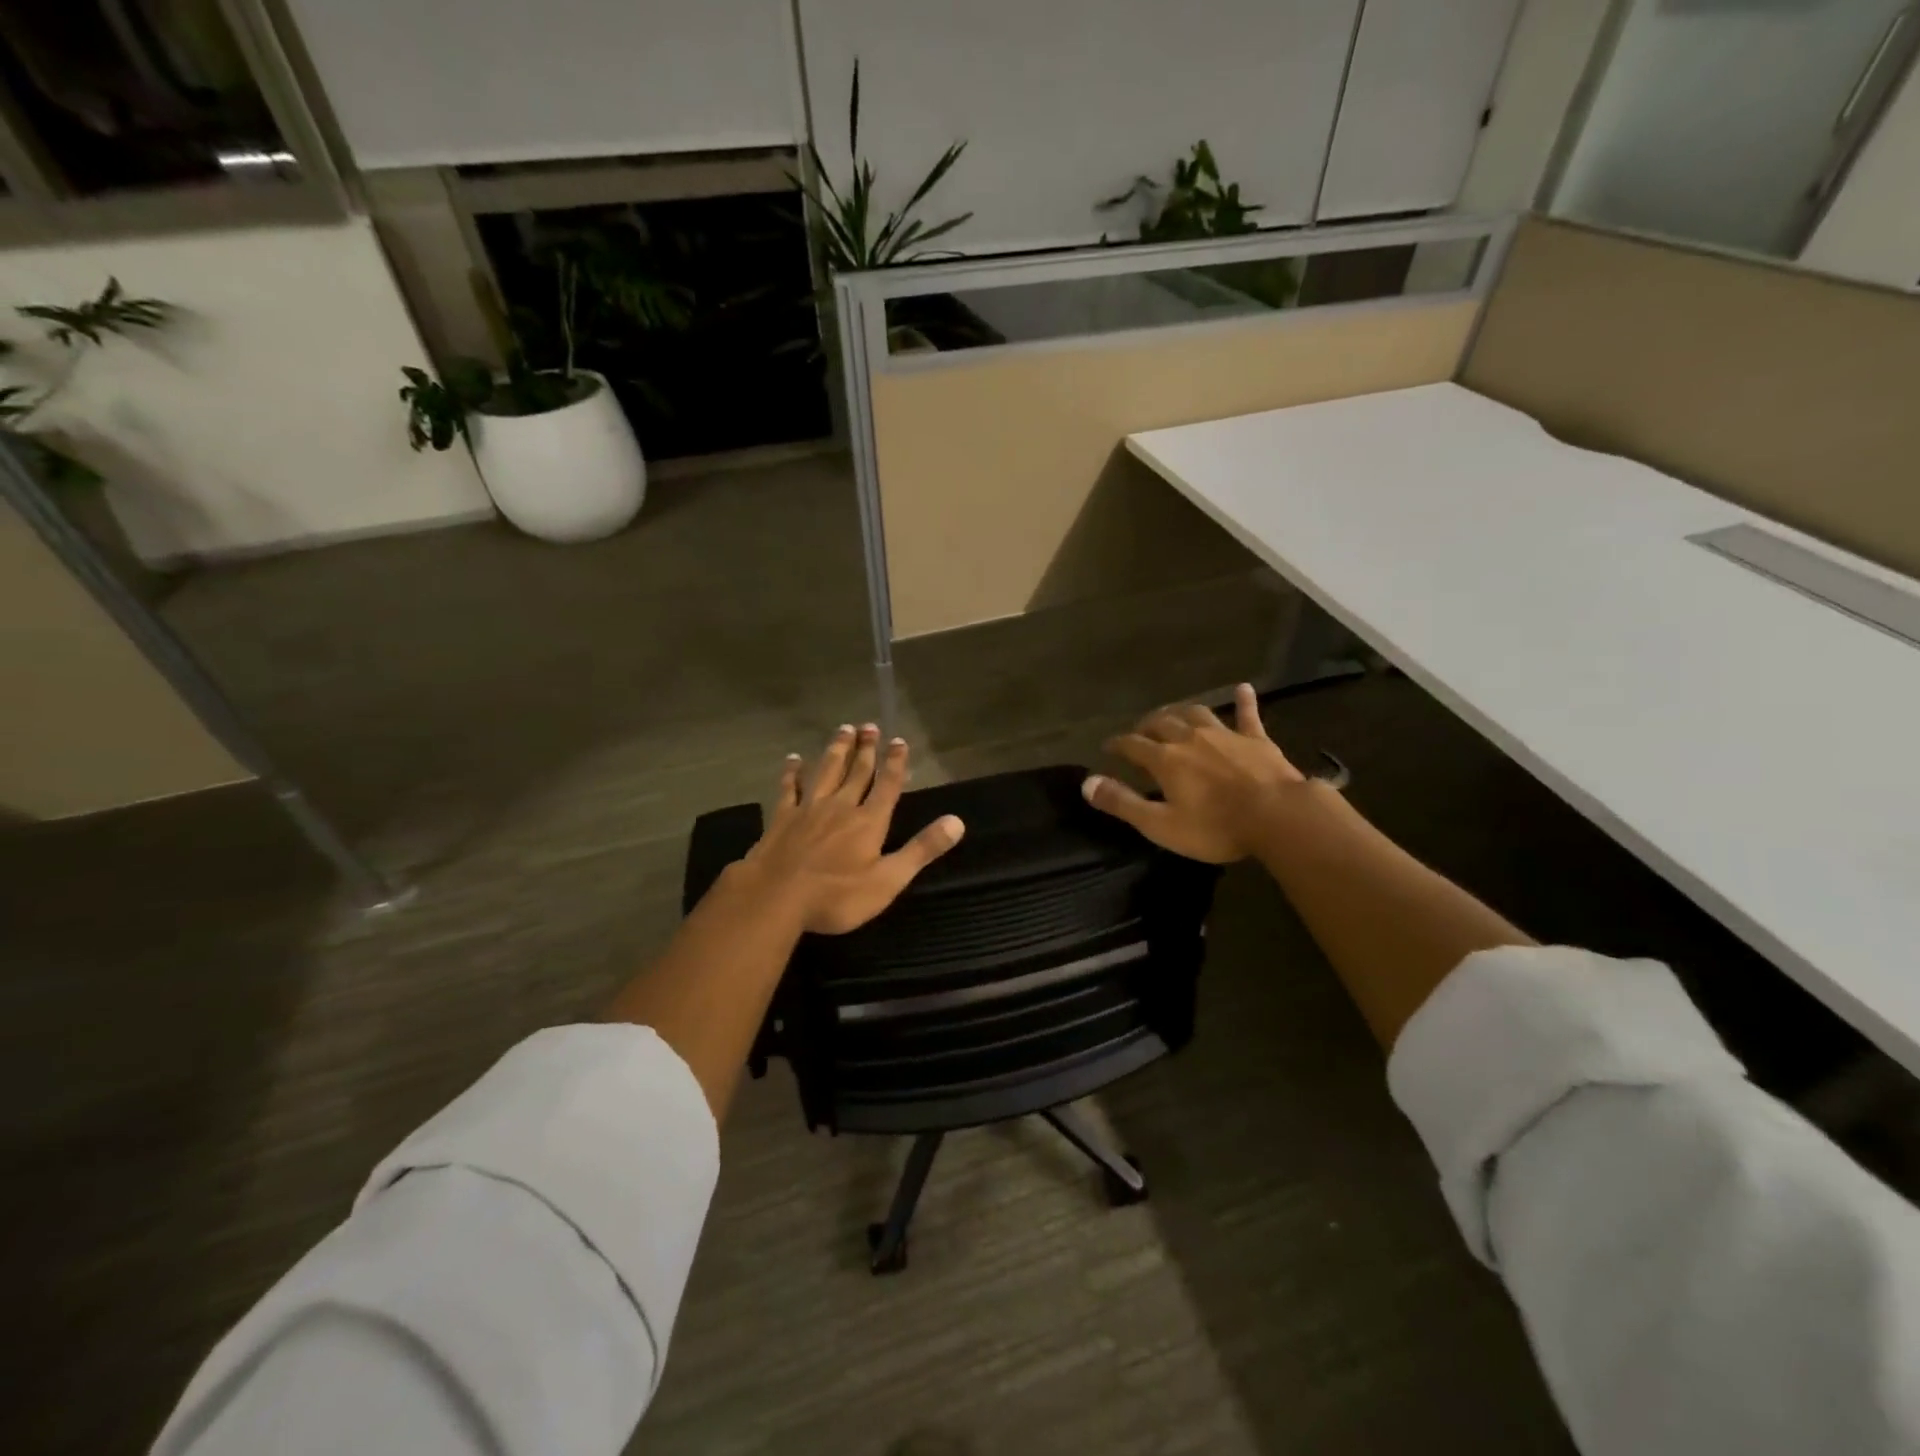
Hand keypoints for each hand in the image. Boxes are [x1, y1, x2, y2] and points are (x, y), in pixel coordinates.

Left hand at [737, 724, 964, 933]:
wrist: (775, 897)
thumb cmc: (837, 896)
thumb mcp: (888, 880)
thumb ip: (922, 849)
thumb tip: (957, 822)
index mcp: (869, 821)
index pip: (887, 785)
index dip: (895, 763)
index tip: (899, 740)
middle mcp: (841, 806)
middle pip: (856, 772)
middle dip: (866, 749)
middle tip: (869, 725)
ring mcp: (808, 809)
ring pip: (826, 771)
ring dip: (836, 750)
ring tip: (843, 729)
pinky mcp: (782, 818)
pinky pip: (789, 788)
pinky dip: (792, 772)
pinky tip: (793, 759)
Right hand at [1082, 683, 1305, 862]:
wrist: (1278, 816)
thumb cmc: (1215, 827)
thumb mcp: (1160, 824)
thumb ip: (1122, 802)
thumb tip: (1086, 783)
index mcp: (1165, 759)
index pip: (1132, 744)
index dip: (1117, 744)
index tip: (1108, 747)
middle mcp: (1190, 738)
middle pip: (1161, 723)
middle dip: (1146, 726)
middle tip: (1140, 732)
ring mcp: (1225, 734)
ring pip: (1196, 713)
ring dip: (1181, 712)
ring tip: (1173, 716)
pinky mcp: (1256, 739)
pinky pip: (1247, 714)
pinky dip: (1243, 701)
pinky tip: (1243, 688)